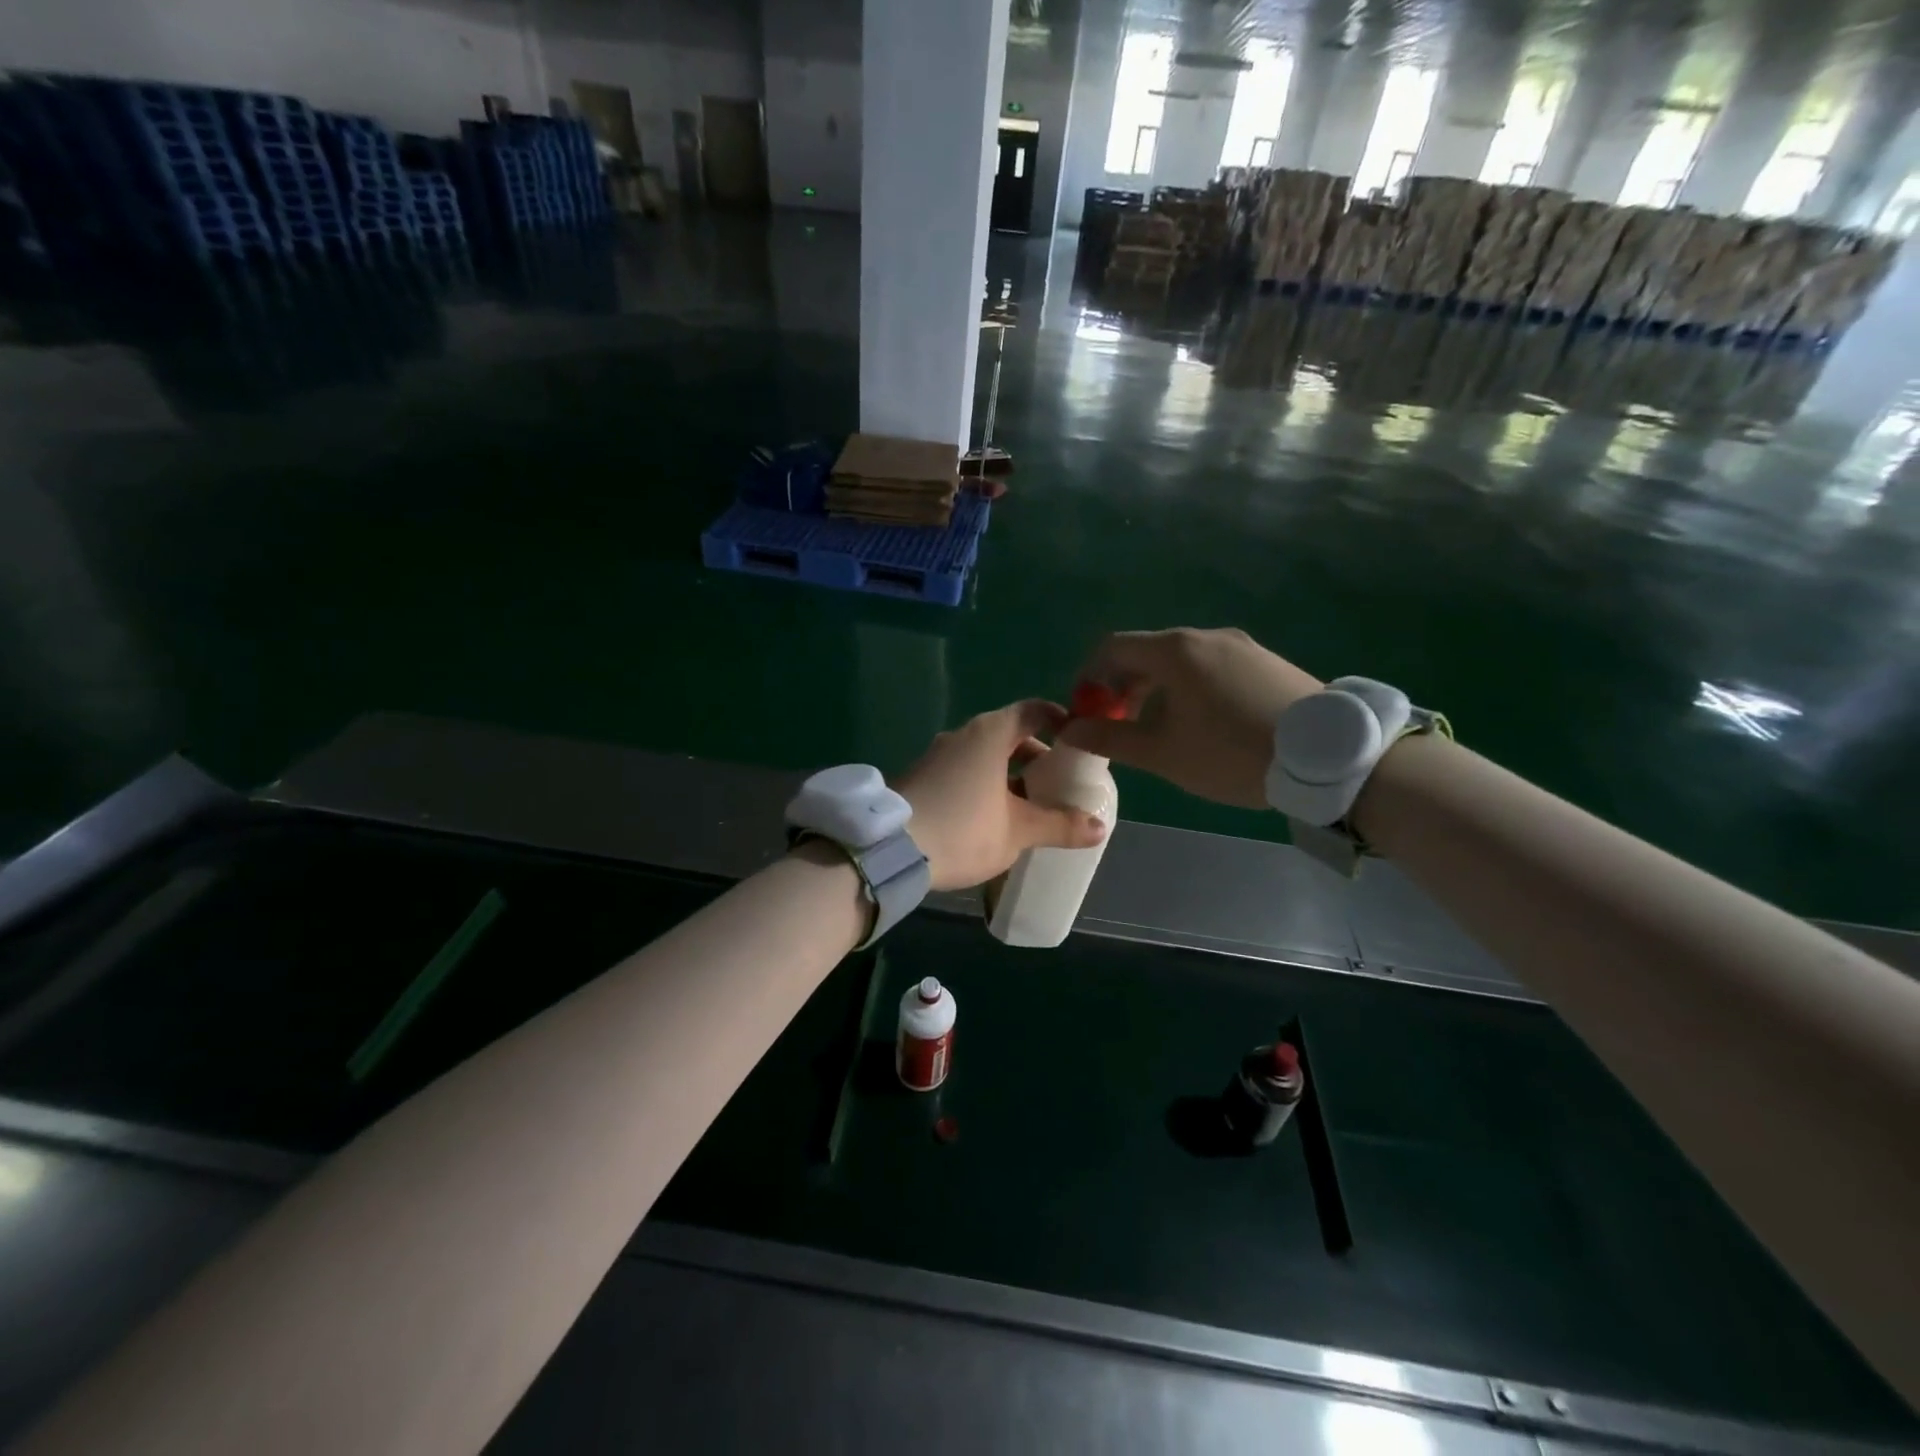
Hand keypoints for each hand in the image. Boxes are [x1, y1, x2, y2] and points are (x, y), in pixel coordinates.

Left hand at [897, 701, 1109, 890]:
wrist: (887, 850)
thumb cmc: (963, 829)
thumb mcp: (1018, 831)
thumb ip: (1059, 825)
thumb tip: (1099, 828)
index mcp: (990, 734)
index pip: (1033, 711)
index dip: (1060, 721)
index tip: (1078, 742)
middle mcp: (962, 735)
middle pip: (1009, 734)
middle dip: (1036, 757)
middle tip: (1057, 784)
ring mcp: (937, 755)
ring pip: (983, 756)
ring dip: (1009, 775)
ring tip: (1029, 807)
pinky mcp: (920, 777)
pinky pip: (962, 771)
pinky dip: (983, 785)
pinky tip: (990, 818)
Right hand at [1057, 629, 1322, 808]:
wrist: (1327, 757)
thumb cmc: (1231, 753)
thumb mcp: (1162, 753)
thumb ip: (1110, 738)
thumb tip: (1070, 730)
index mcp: (1175, 651)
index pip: (1112, 648)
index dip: (1090, 677)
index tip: (1088, 711)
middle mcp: (1206, 636)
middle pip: (1147, 652)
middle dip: (1123, 686)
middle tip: (1120, 724)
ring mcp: (1242, 646)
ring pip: (1182, 660)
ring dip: (1157, 688)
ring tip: (1161, 728)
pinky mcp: (1268, 661)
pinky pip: (1213, 666)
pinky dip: (1191, 686)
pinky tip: (1205, 723)